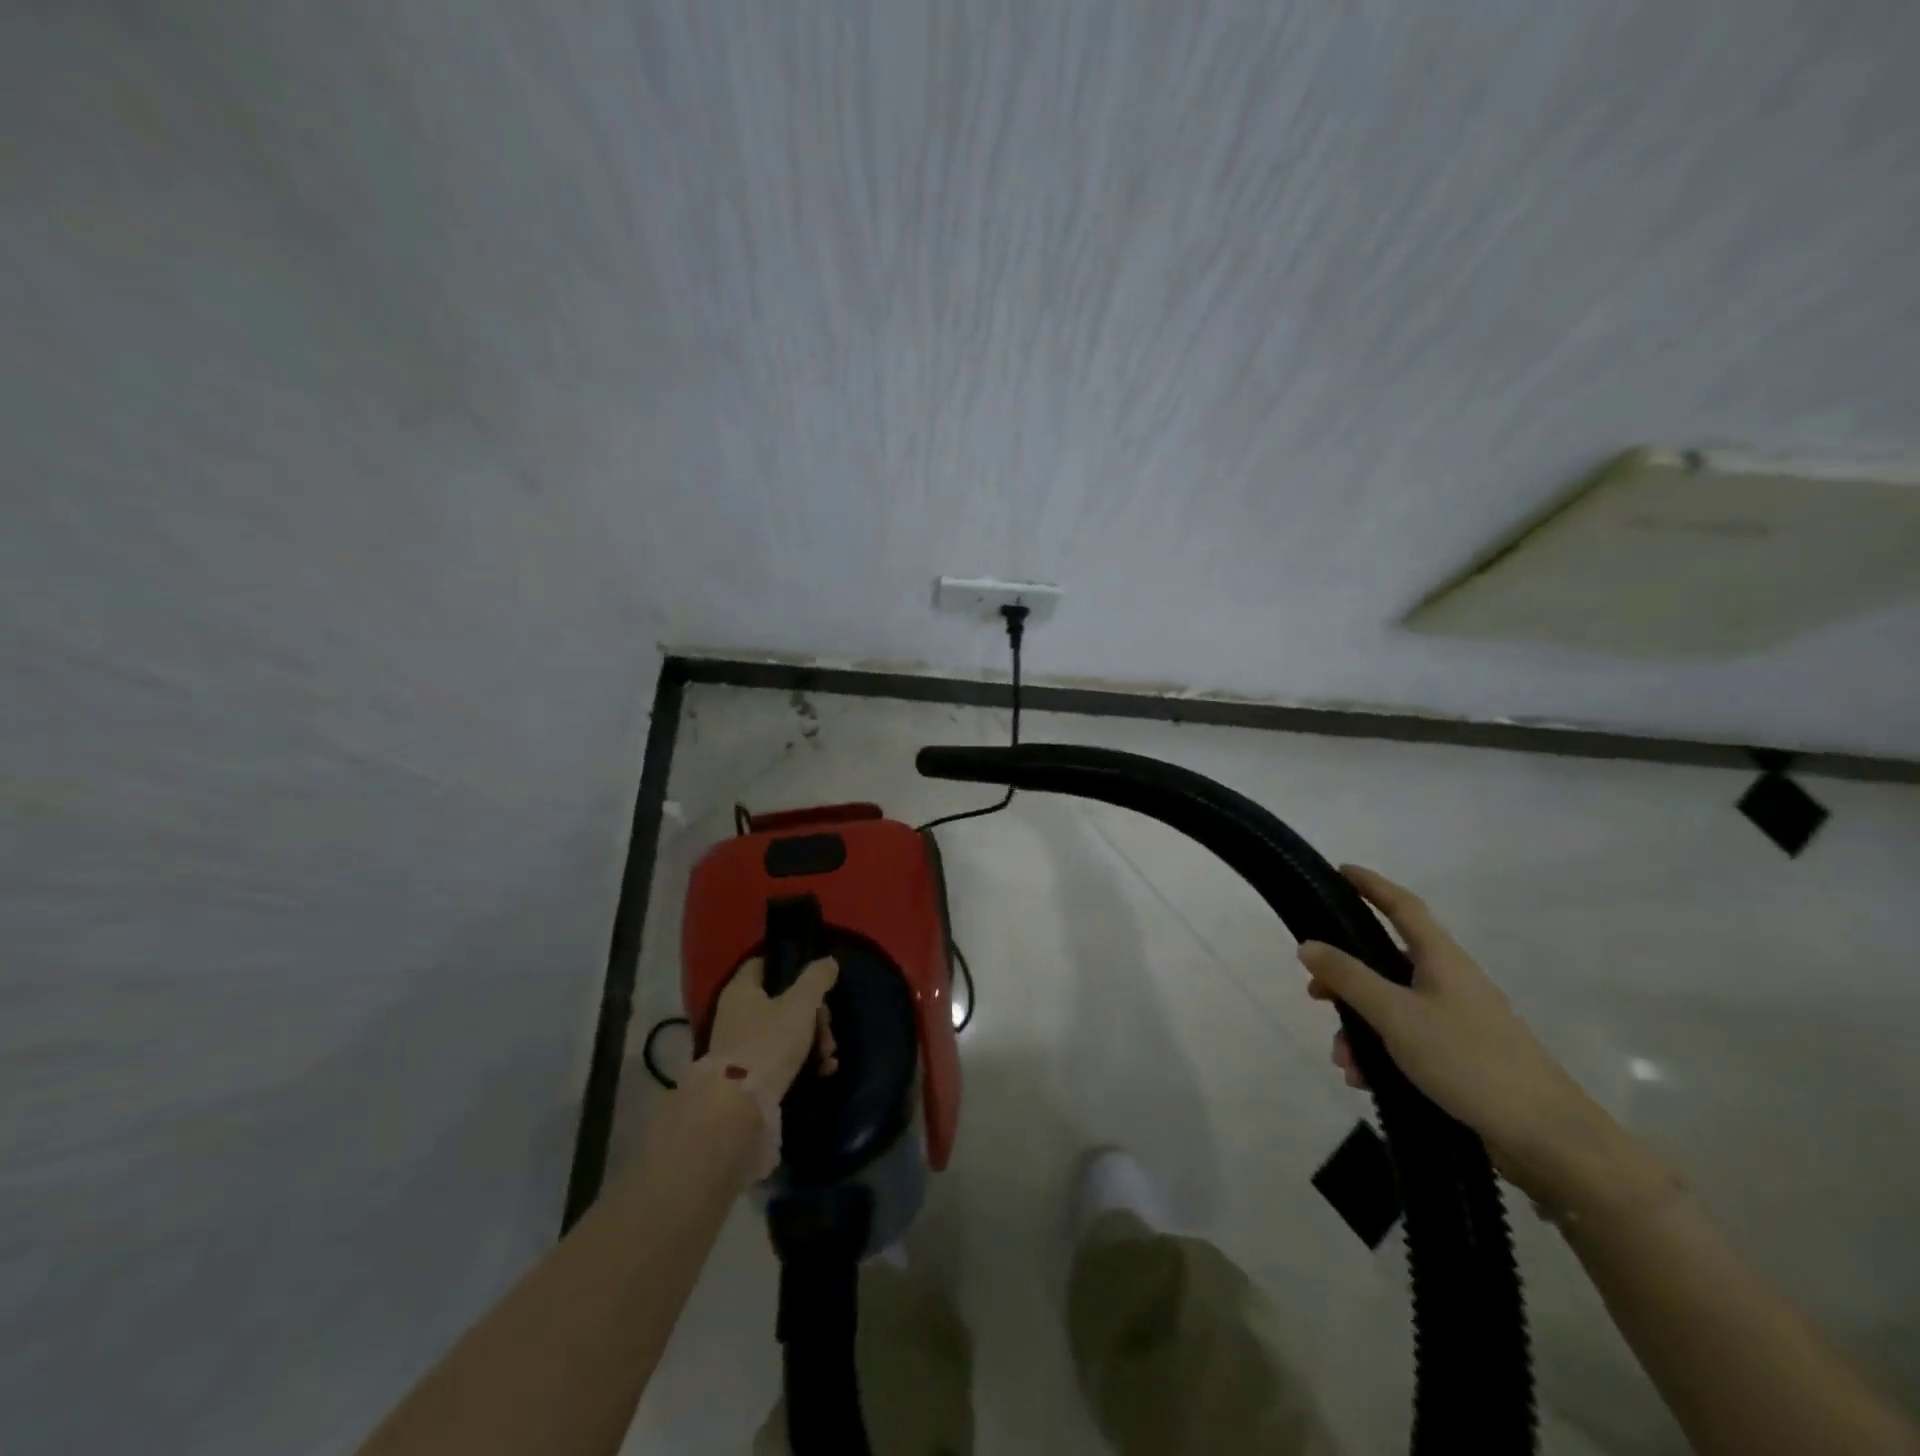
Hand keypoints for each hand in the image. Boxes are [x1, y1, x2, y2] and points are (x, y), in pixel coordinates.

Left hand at [707, 956, 839, 1097]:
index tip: (814, 976)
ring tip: (829, 1055)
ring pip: (785, 1030)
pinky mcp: (749, 1073)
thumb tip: (829, 961)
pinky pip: (781, 1057)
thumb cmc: (768, 1044)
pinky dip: (803, 1060)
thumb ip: (816, 980)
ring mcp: (741, 1045)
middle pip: (782, 1000)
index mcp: (742, 990)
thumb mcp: (800, 1005)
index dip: (788, 965)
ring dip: (813, 1039)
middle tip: (828, 1028)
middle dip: (813, 1013)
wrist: (739, 1108)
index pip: (762, 963)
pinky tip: (823, 1069)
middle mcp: (737, 1013)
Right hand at [1297, 865, 1620, 1201]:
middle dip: (1346, 979)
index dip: (1371, 886)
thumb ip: (1349, 978)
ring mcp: (1457, 1021)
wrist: (1548, 1139)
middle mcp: (1450, 982)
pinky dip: (1380, 1054)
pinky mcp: (1460, 1057)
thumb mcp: (1396, 1015)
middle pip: (1385, 963)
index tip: (1339, 872)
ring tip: (1344, 1061)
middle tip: (1314, 992)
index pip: (1403, 907)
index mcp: (1441, 960)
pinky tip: (1365, 1080)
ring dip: (1359, 1029)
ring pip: (1391, 1008)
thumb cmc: (1469, 1060)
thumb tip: (1308, 944)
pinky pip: (1405, 1041)